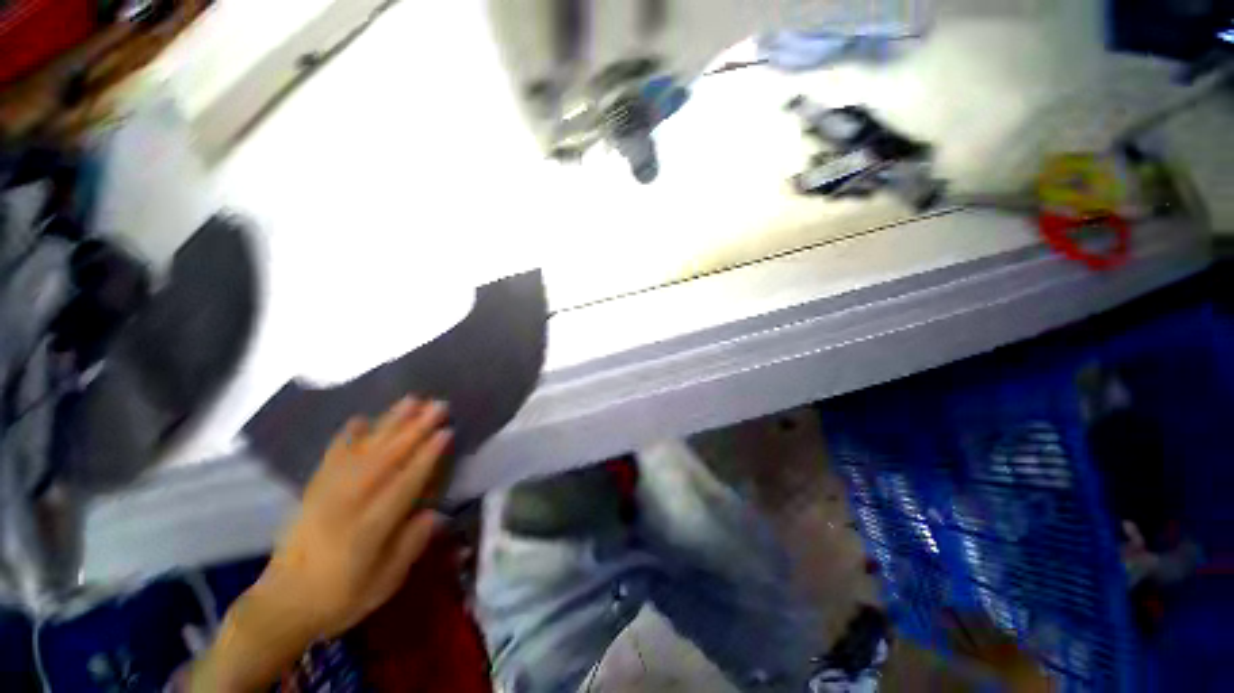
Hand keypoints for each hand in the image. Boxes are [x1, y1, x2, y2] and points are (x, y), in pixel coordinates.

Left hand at [192, 397, 451, 691]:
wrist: (281, 605)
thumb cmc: (340, 599)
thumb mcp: (383, 585)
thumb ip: (409, 547)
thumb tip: (434, 513)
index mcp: (368, 529)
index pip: (404, 484)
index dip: (427, 457)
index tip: (447, 431)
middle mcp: (347, 504)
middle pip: (386, 458)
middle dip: (415, 429)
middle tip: (438, 405)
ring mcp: (326, 494)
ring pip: (363, 450)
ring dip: (389, 423)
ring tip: (411, 400)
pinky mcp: (312, 491)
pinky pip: (332, 456)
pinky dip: (347, 436)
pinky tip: (361, 418)